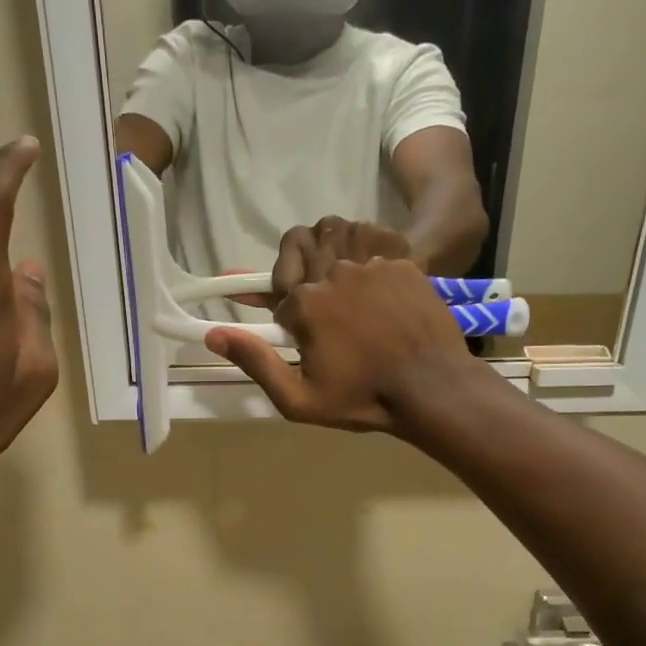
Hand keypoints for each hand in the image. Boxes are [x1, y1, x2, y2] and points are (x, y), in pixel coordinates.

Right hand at [206, 224, 483, 432]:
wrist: (432, 390)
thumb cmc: (362, 399)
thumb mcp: (298, 399)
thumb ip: (255, 363)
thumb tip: (213, 335)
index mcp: (306, 303)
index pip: (281, 299)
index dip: (289, 324)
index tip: (305, 346)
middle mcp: (335, 272)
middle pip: (306, 265)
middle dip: (309, 288)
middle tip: (328, 320)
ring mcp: (372, 264)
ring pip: (338, 246)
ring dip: (334, 265)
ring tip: (350, 300)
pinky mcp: (403, 263)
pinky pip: (374, 247)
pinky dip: (370, 263)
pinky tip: (380, 293)